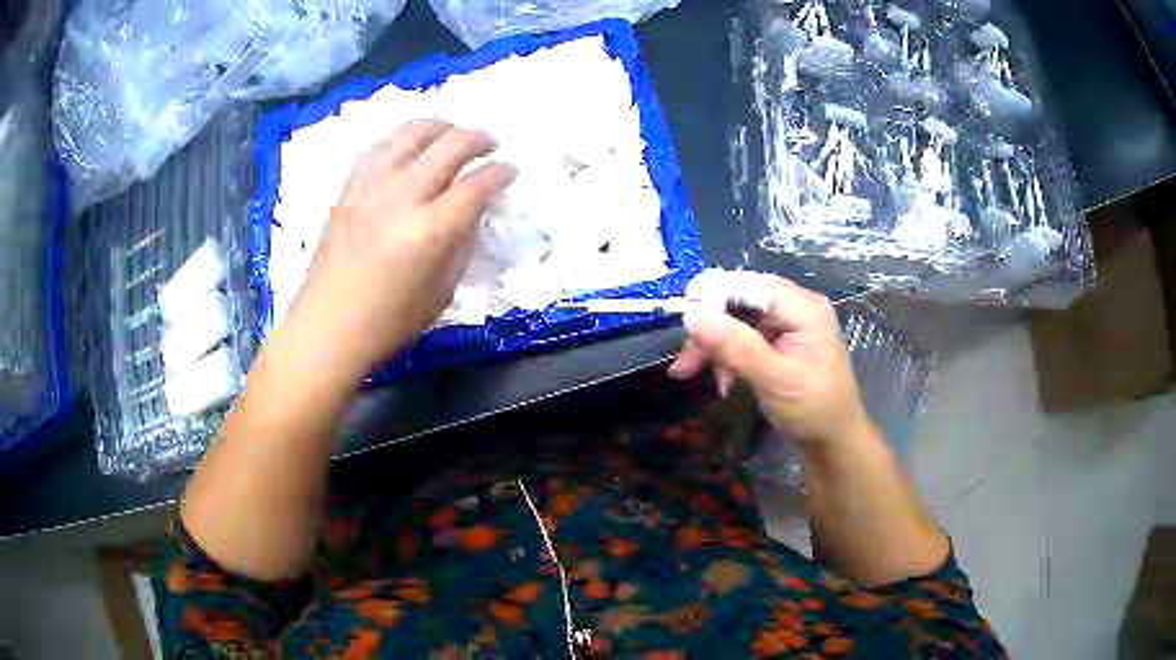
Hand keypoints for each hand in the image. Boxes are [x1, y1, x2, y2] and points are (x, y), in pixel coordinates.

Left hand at [287, 120, 516, 377]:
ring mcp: (371, 188)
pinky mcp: (349, 189)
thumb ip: (461, 245)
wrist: (327, 327)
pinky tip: (411, 146)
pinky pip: (380, 148)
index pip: (476, 185)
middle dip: (478, 139)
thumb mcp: (441, 292)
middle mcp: (402, 197)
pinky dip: (403, 139)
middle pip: (449, 147)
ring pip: (411, 134)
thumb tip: (471, 213)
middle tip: (490, 144)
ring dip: (440, 127)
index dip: (500, 173)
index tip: (510, 170)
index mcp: (430, 230)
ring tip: (452, 133)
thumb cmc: (388, 323)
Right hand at [668, 278, 872, 450]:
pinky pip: (743, 338)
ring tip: (688, 372)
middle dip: (709, 328)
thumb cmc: (812, 409)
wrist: (833, 441)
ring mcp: (786, 326)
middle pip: (740, 302)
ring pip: (737, 321)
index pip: (752, 285)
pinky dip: (726, 356)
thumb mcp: (774, 379)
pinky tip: (721, 381)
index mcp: (804, 308)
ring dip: (712, 346)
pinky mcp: (778, 342)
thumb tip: (691, 315)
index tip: (683, 315)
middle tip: (684, 361)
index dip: (715, 294)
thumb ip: (735, 346)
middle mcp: (795, 308)